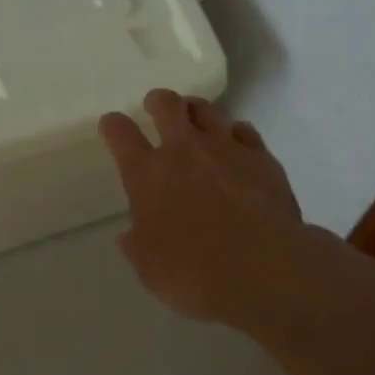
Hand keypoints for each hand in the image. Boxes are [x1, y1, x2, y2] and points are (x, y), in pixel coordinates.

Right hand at [99, 89, 308, 327]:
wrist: (263, 267)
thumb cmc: (195, 273)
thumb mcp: (151, 270)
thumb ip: (138, 247)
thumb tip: (130, 236)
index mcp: (147, 174)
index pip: (120, 134)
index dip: (112, 125)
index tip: (112, 125)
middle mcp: (183, 150)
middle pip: (167, 105)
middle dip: (158, 101)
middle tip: (156, 106)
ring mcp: (225, 148)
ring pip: (207, 110)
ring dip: (196, 111)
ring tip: (195, 119)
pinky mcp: (261, 157)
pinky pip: (245, 131)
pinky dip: (236, 134)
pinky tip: (237, 144)